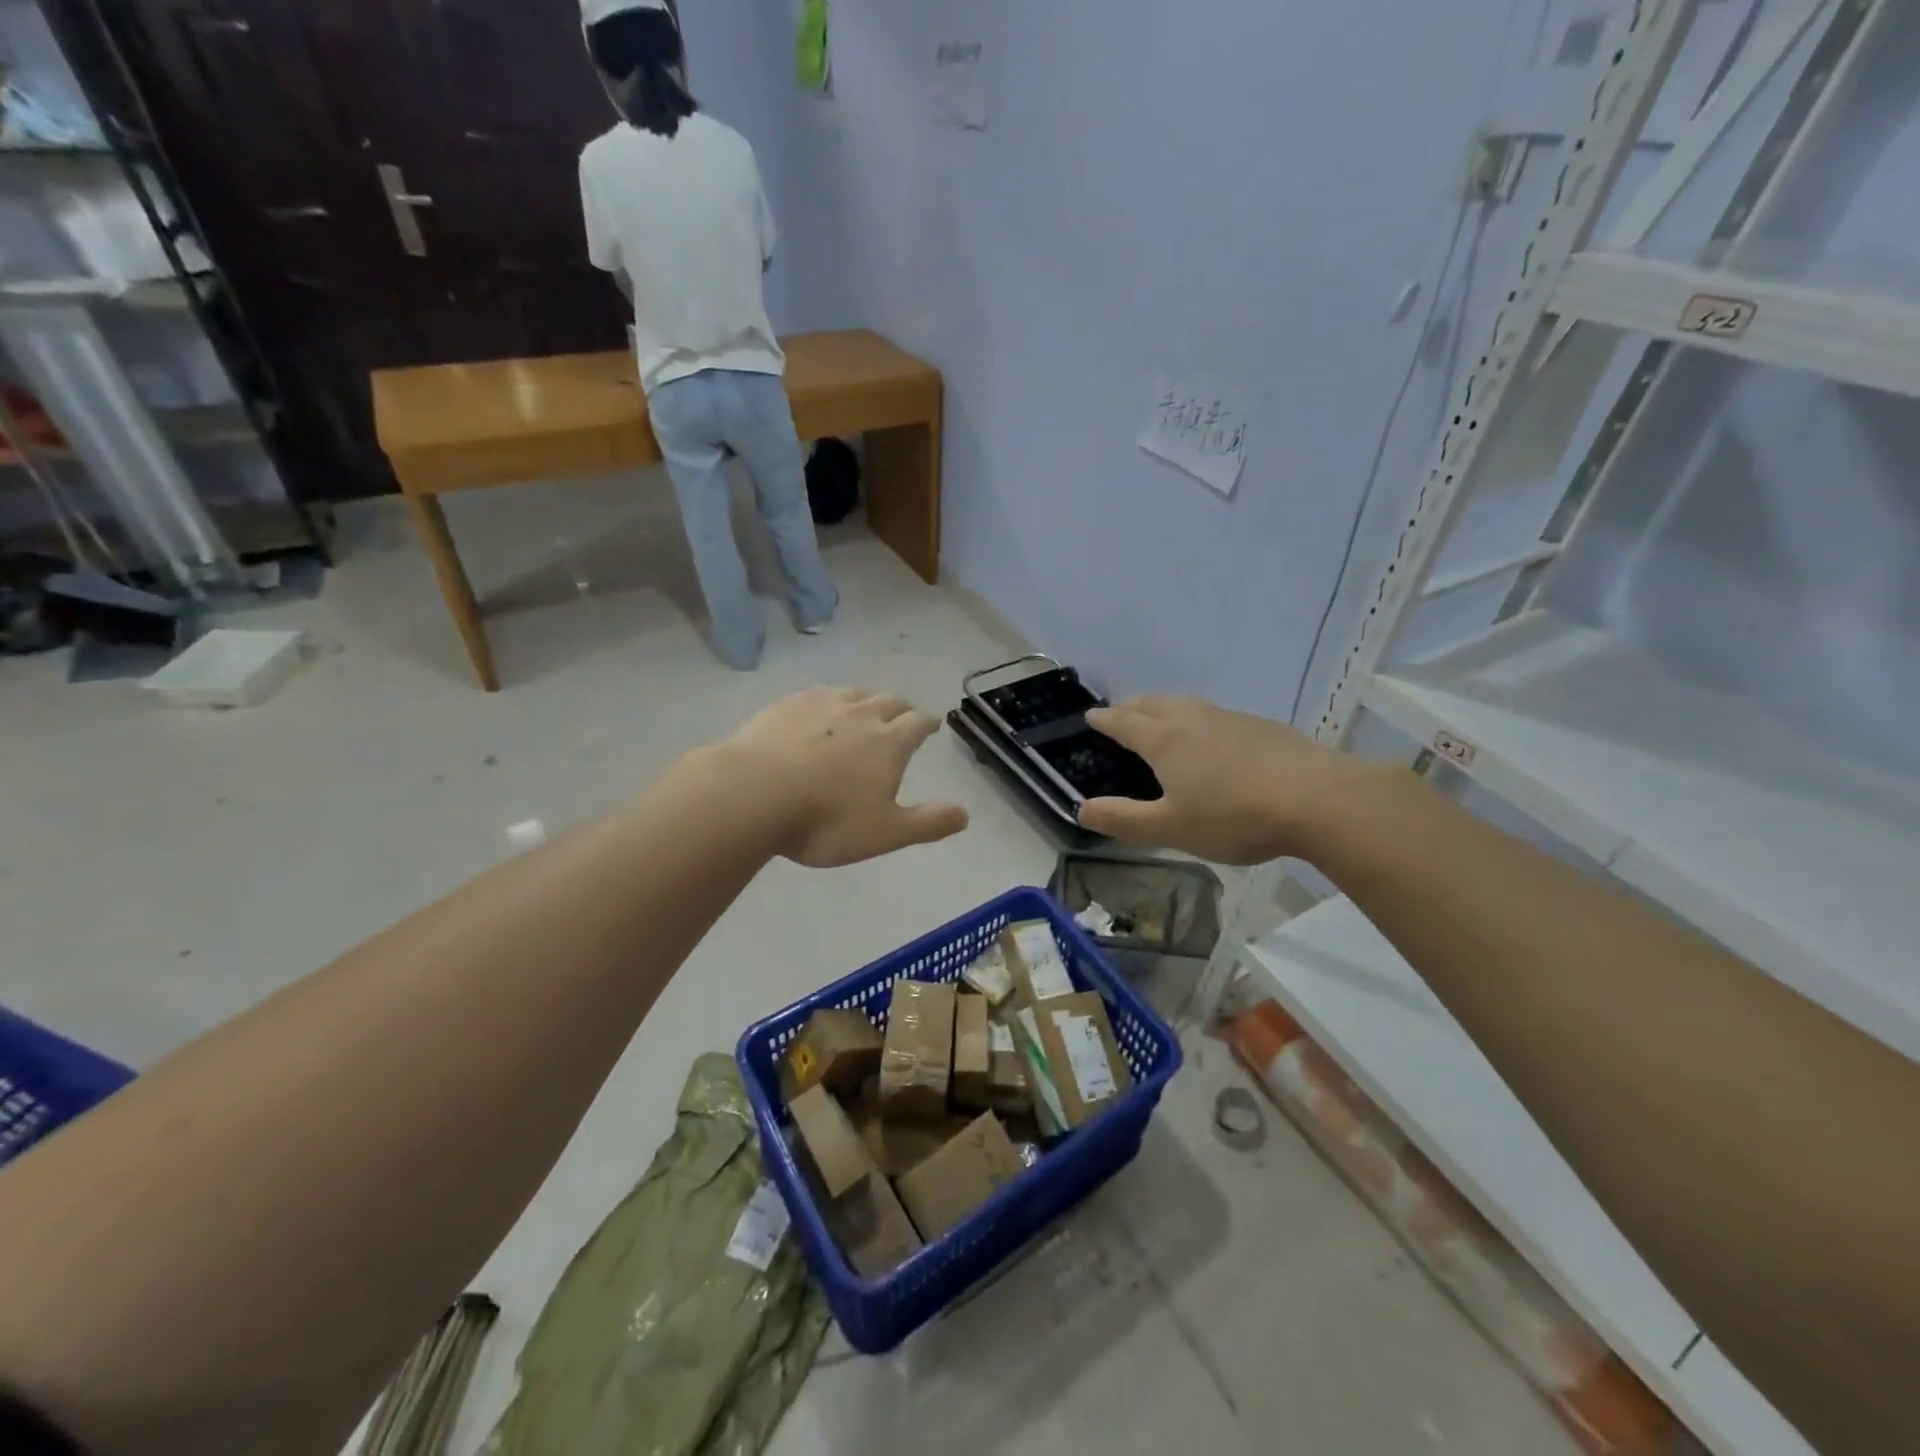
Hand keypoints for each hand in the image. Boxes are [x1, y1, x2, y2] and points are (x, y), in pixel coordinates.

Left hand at [713, 687, 969, 866]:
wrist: (753, 794)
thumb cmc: (826, 820)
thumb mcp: (885, 832)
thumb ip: (928, 823)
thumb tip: (966, 815)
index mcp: (889, 742)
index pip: (918, 723)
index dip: (928, 724)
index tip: (931, 725)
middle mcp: (860, 714)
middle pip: (888, 701)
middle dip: (900, 709)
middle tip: (901, 717)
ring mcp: (821, 705)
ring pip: (853, 694)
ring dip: (865, 700)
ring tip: (863, 710)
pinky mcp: (786, 705)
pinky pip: (816, 695)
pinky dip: (827, 701)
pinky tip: (817, 711)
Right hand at [1078, 696, 1382, 863]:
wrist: (1317, 800)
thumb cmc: (1234, 816)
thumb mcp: (1171, 828)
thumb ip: (1124, 820)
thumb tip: (1081, 809)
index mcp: (1165, 741)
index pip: (1125, 723)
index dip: (1105, 720)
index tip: (1091, 715)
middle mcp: (1193, 720)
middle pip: (1154, 704)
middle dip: (1132, 706)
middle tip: (1120, 711)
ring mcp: (1230, 719)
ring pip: (1187, 704)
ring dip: (1165, 706)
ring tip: (1160, 715)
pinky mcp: (1262, 727)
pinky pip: (1216, 714)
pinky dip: (1198, 717)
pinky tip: (1213, 734)